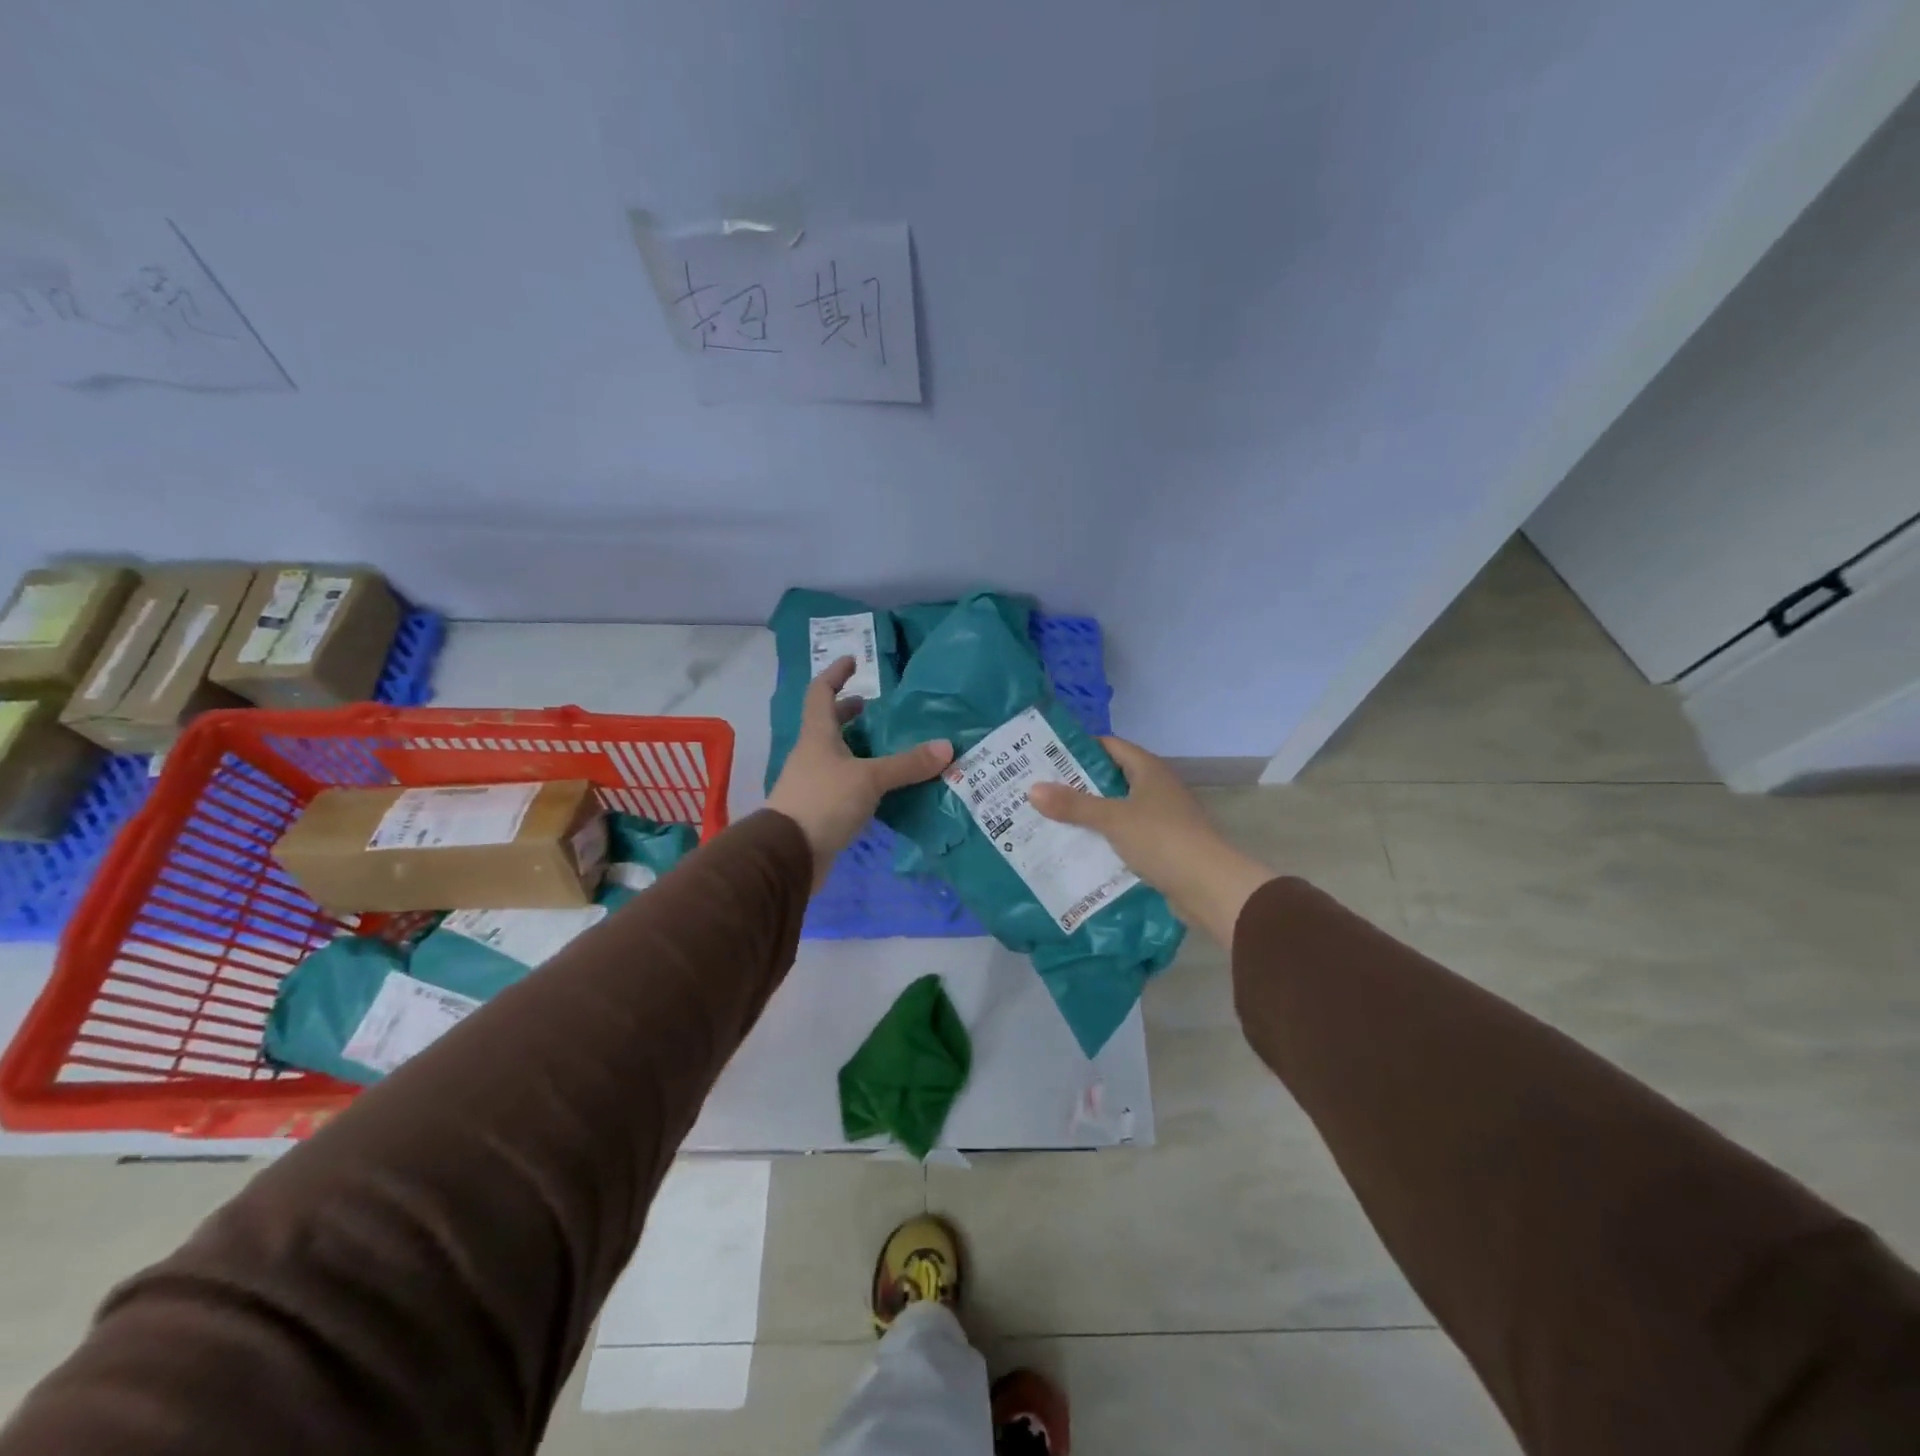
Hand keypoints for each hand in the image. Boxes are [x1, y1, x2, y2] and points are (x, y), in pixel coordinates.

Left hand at [766, 657, 952, 887]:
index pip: (821, 693)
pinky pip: (845, 785)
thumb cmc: (823, 802)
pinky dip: (863, 779)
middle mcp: (813, 755)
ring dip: (860, 748)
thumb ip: (907, 764)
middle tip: (877, 709)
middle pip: (829, 725)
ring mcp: (814, 784)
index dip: (835, 674)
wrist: (788, 855)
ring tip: (890, 747)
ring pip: (838, 756)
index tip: (854, 661)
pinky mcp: (821, 810)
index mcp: (818, 736)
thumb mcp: (869, 779)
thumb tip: (946, 747)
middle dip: (851, 713)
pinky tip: (885, 788)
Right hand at [1029, 736, 1273, 944]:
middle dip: (1078, 784)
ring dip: (1089, 814)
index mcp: (1149, 770)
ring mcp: (1161, 818)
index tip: (1046, 755)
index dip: (1080, 748)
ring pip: (1117, 809)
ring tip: (1050, 819)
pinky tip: (1078, 848)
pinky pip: (1125, 836)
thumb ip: (1073, 805)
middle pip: (1111, 778)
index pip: (1110, 746)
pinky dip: (1104, 839)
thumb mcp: (1113, 819)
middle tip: (1040, 789)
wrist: (1209, 886)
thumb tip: (1032, 789)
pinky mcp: (1161, 846)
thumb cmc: (1162, 839)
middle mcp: (1156, 788)